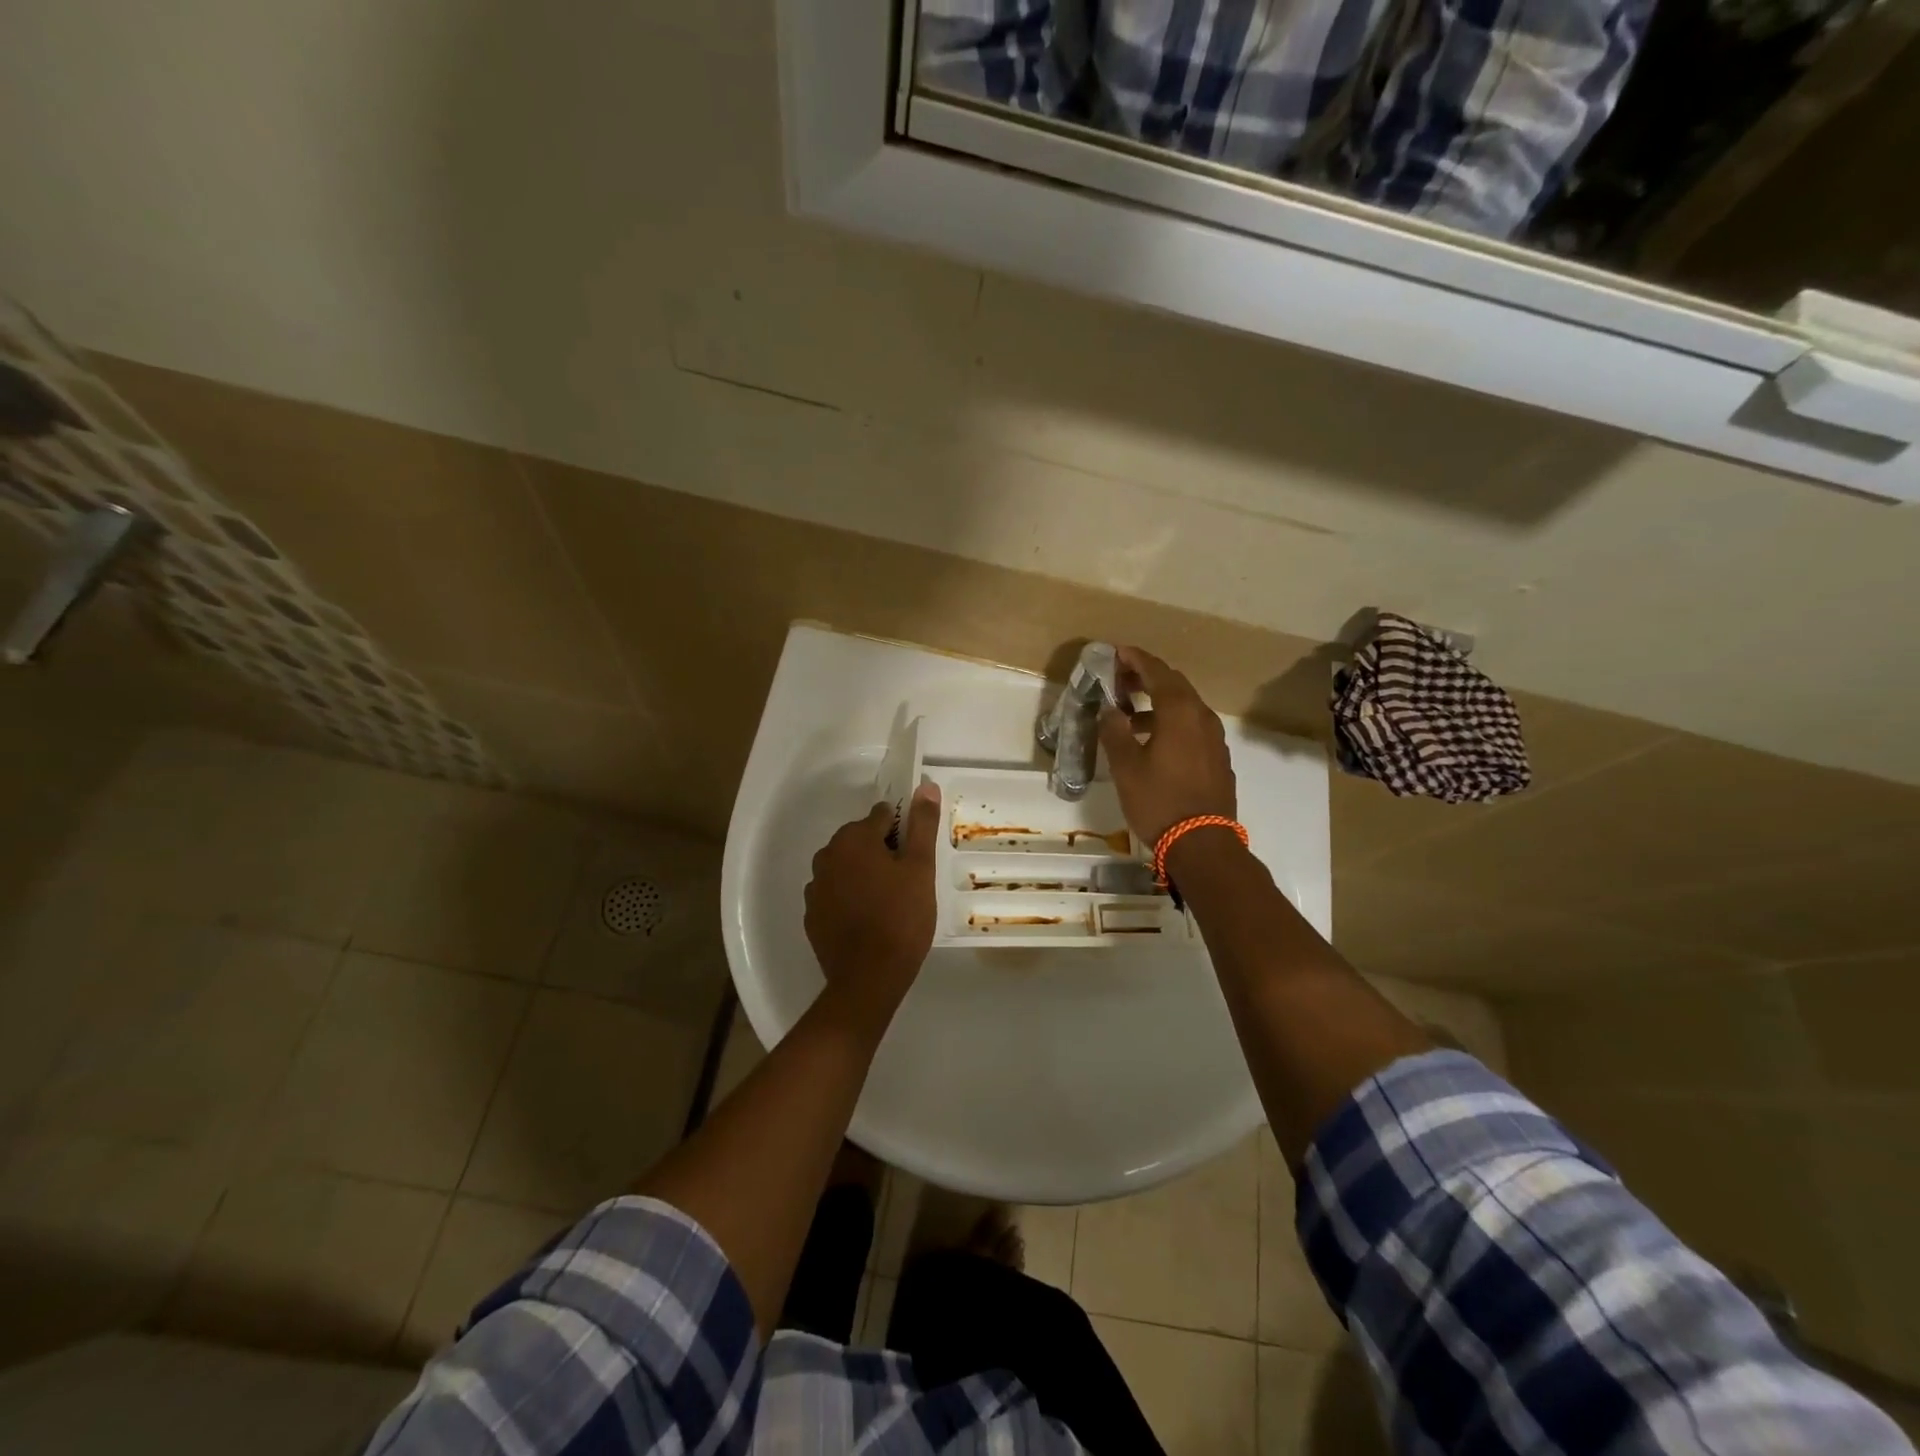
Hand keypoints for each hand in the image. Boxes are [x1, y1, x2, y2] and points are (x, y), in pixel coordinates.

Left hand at [804, 782, 940, 1014]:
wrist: (868, 979)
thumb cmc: (901, 918)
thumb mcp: (921, 869)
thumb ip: (922, 824)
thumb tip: (926, 786)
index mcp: (854, 839)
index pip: (880, 816)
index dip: (901, 831)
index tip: (915, 854)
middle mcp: (827, 855)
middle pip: (859, 840)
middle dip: (881, 851)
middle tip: (907, 880)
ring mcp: (816, 887)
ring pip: (846, 867)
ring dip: (864, 874)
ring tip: (889, 901)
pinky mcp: (812, 915)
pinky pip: (835, 894)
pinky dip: (849, 898)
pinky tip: (868, 919)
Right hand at [1098, 646, 1236, 847]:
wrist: (1203, 844)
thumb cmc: (1159, 801)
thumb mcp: (1126, 767)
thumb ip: (1115, 732)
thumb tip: (1110, 711)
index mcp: (1180, 712)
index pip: (1158, 672)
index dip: (1136, 660)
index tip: (1118, 653)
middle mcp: (1202, 717)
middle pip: (1175, 685)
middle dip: (1147, 678)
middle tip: (1121, 680)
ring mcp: (1215, 739)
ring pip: (1186, 707)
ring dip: (1159, 703)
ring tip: (1131, 715)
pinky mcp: (1218, 759)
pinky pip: (1193, 727)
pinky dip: (1172, 722)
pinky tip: (1154, 741)